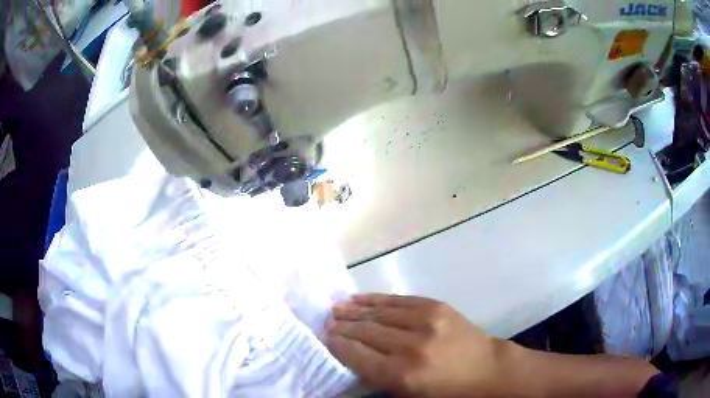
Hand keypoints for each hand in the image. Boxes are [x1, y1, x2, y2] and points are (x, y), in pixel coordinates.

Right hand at [326, 294, 508, 396]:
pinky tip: (360, 299)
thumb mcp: (408, 396)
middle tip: (326, 323)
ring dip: (354, 310)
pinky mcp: (436, 306)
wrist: (487, 370)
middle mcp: (410, 346)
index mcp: (401, 375)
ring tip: (336, 309)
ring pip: (378, 313)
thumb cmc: (446, 392)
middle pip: (364, 332)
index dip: (336, 344)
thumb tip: (349, 357)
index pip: (356, 354)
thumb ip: (376, 378)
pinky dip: (375, 299)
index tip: (324, 338)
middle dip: (341, 327)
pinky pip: (397, 300)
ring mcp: (425, 321)